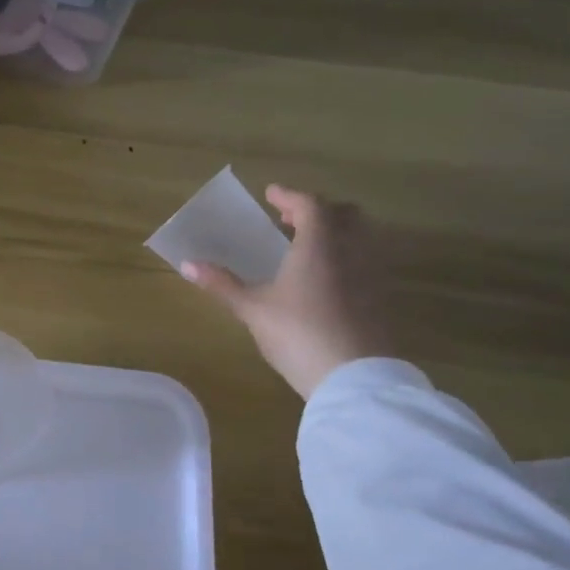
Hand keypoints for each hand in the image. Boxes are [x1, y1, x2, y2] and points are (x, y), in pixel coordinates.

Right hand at [181, 185, 391, 399]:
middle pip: (343, 214)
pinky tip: (327, 280)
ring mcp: (372, 273)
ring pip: (360, 237)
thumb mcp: (253, 309)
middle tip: (291, 220)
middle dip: (318, 211)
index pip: (309, 204)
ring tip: (308, 248)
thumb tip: (187, 264)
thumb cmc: (298, 333)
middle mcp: (351, 249)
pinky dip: (347, 257)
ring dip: (336, 233)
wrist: (354, 376)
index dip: (289, 196)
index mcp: (318, 243)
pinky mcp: (382, 297)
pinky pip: (366, 261)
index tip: (271, 193)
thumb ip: (223, 284)